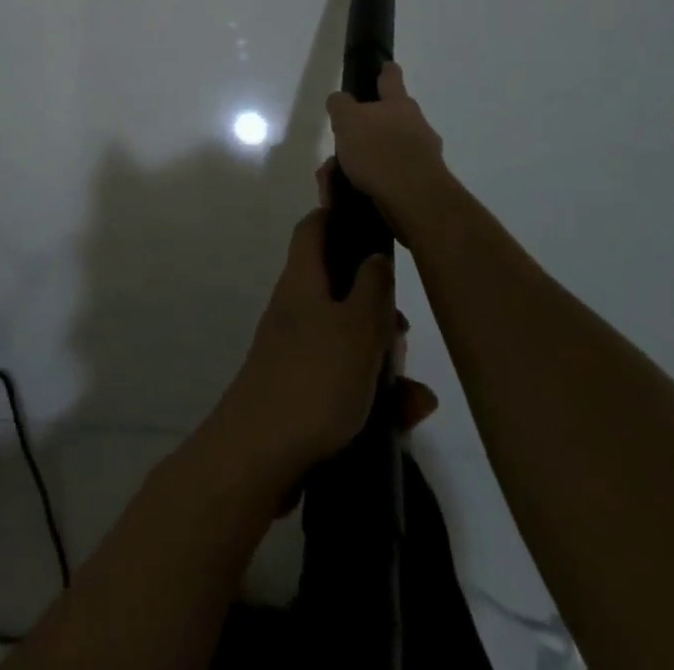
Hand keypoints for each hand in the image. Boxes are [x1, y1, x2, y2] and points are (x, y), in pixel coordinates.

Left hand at [214, 208, 438, 493]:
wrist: (259, 457)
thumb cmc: (313, 380)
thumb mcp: (356, 328)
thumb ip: (372, 288)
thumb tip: (375, 255)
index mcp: (303, 281)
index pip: (314, 229)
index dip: (338, 216)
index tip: (372, 219)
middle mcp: (296, 309)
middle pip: (339, 288)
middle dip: (377, 306)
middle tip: (404, 330)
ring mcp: (296, 352)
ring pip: (348, 339)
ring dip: (383, 359)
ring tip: (415, 392)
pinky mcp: (302, 393)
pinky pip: (345, 381)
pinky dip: (375, 394)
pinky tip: (406, 418)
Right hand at [325, 62, 457, 238]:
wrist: (415, 201)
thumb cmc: (379, 150)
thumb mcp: (347, 120)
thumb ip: (340, 105)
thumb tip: (340, 100)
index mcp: (399, 104)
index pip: (391, 77)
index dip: (385, 71)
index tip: (383, 66)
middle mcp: (416, 125)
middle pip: (389, 120)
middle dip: (364, 131)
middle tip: (341, 144)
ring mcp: (422, 156)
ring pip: (385, 152)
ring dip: (362, 162)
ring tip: (336, 180)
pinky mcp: (421, 185)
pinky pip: (389, 178)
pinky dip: (370, 184)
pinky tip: (350, 195)